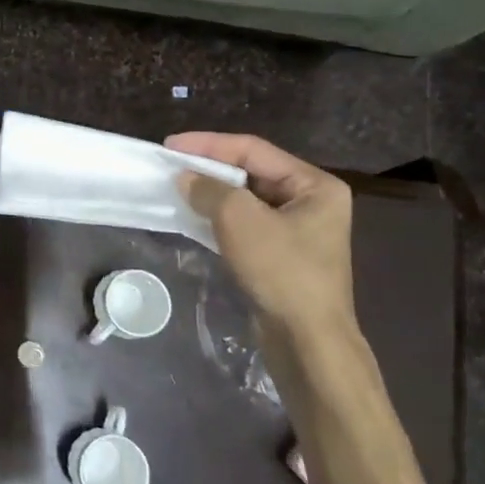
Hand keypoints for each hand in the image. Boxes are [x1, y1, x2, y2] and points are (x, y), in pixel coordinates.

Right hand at [164, 132, 356, 339]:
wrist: (306, 339)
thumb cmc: (281, 271)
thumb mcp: (240, 219)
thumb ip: (209, 190)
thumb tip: (185, 178)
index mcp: (314, 185)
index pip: (253, 150)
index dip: (209, 144)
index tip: (170, 145)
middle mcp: (310, 201)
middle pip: (251, 172)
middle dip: (210, 168)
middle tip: (171, 166)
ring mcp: (297, 230)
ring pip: (246, 199)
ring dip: (211, 193)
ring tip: (176, 188)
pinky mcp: (281, 254)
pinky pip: (245, 223)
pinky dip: (218, 217)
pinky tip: (193, 217)